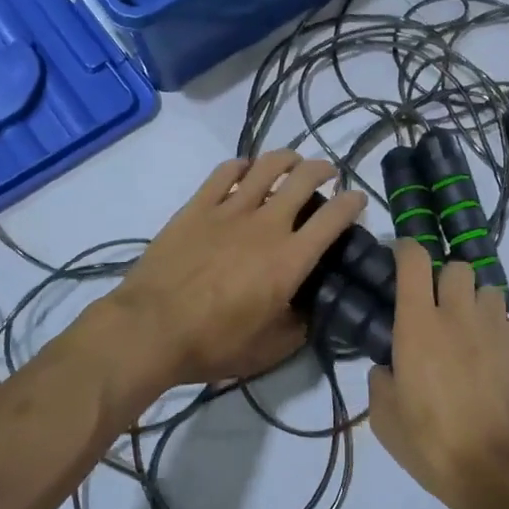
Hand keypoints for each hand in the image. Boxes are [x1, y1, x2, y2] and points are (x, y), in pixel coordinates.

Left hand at [100, 151, 366, 388]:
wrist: (151, 329)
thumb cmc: (213, 344)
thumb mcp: (270, 349)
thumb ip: (299, 326)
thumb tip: (311, 309)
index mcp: (290, 259)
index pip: (334, 218)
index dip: (352, 203)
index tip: (357, 200)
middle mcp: (266, 225)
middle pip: (304, 179)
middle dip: (323, 170)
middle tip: (327, 173)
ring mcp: (229, 210)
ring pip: (267, 166)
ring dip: (287, 159)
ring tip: (293, 162)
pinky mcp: (197, 206)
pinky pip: (225, 172)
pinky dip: (242, 165)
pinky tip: (245, 169)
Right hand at [368, 242, 508, 508]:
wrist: (498, 471)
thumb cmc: (432, 444)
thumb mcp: (385, 419)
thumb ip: (381, 381)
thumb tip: (388, 367)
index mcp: (418, 325)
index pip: (414, 260)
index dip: (406, 249)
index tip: (401, 256)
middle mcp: (458, 315)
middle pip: (456, 267)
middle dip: (445, 279)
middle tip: (437, 308)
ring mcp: (496, 328)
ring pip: (488, 289)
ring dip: (475, 302)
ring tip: (469, 332)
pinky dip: (498, 330)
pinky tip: (493, 359)